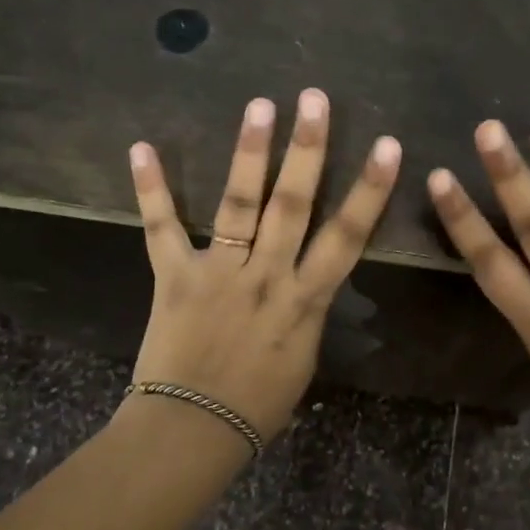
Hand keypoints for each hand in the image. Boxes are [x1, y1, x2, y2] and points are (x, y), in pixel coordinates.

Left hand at [125, 89, 400, 443]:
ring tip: (260, 105)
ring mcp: (219, 272)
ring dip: (250, 153)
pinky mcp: (175, 276)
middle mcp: (266, 276)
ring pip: (238, 204)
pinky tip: (142, 148)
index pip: (347, 238)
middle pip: (291, 205)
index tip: (387, 147)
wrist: (193, 430)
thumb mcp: (302, 358)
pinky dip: (152, 189)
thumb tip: (307, 284)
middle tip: (313, 99)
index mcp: (305, 301)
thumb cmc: (258, 405)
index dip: (369, 191)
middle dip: (307, 150)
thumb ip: (307, 311)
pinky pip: (162, 228)